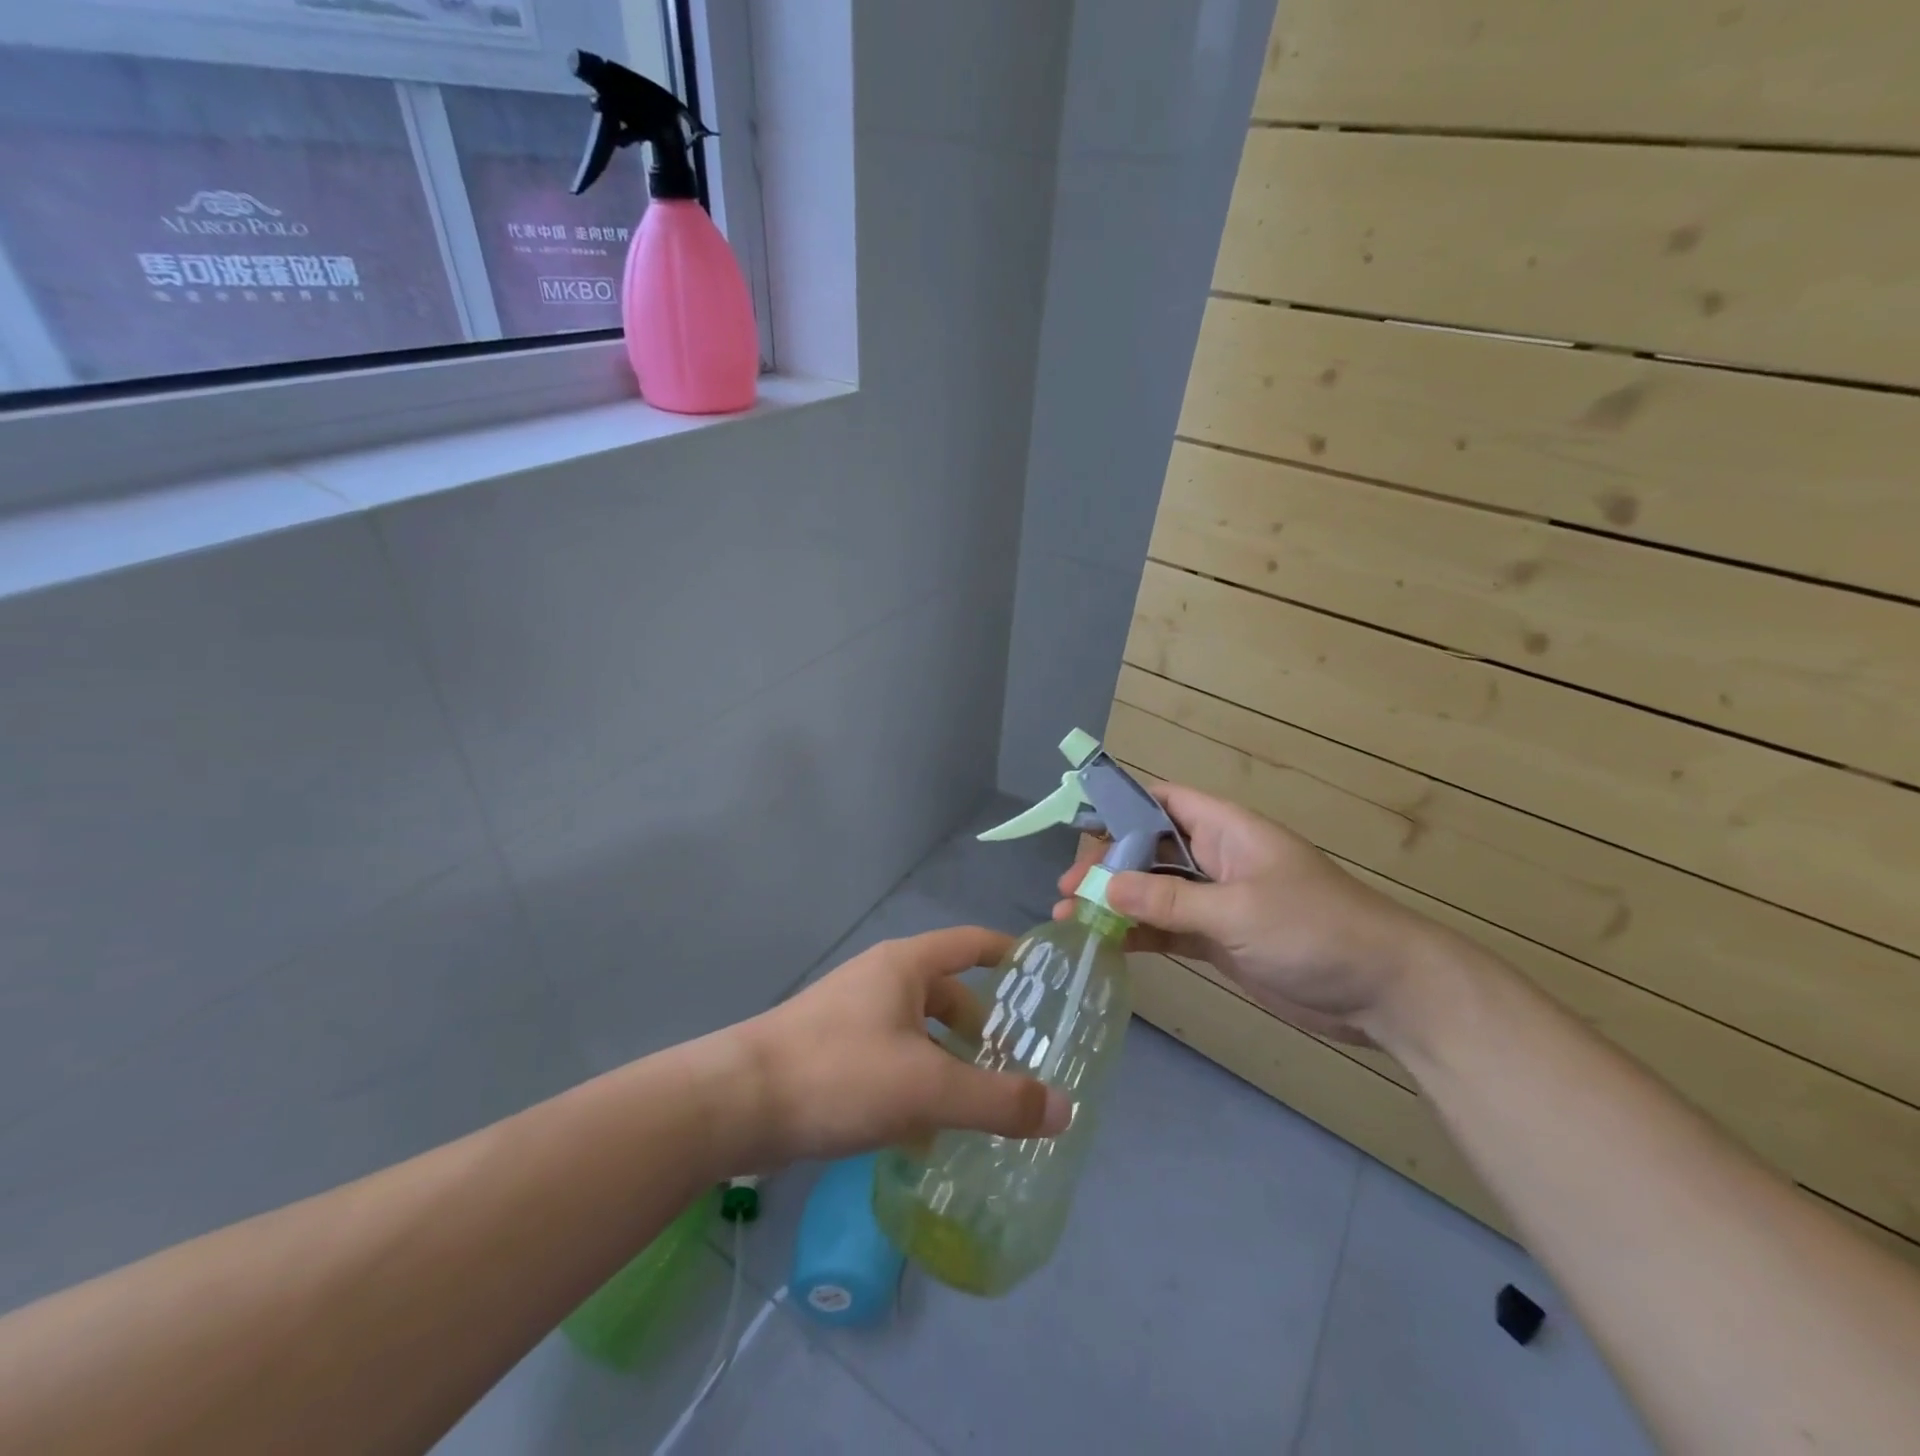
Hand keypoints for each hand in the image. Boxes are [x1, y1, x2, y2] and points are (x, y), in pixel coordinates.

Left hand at [736, 927, 1071, 1165]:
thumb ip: (997, 1100)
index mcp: (905, 966)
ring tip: (978, 1106)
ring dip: (948, 1062)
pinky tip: (924, 1135)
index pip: (971, 943)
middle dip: (980, 1027)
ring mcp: (851, 1015)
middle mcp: (880, 980)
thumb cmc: (839, 1074)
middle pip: (946, 993)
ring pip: (917, 1032)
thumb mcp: (928, 1088)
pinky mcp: (831, 1052)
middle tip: (1015, 1065)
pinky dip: (915, 1085)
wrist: (735, 1103)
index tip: (1042, 977)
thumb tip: (1064, 1108)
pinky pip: (890, 1059)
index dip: (1008, 953)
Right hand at [1056, 783, 1437, 1044]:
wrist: (1383, 991)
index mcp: (1224, 830)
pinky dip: (1136, 933)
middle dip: (1105, 865)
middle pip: (1147, 848)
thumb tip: (1104, 887)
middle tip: (1066, 890)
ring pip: (1152, 891)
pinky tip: (1103, 943)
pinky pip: (1166, 927)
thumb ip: (1169, 899)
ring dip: (1113, 902)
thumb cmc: (1313, 930)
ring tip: (1069, 917)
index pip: (1161, 801)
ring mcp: (1215, 900)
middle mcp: (1214, 858)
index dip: (1119, 805)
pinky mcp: (1218, 939)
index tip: (1077, 825)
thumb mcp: (1237, 910)